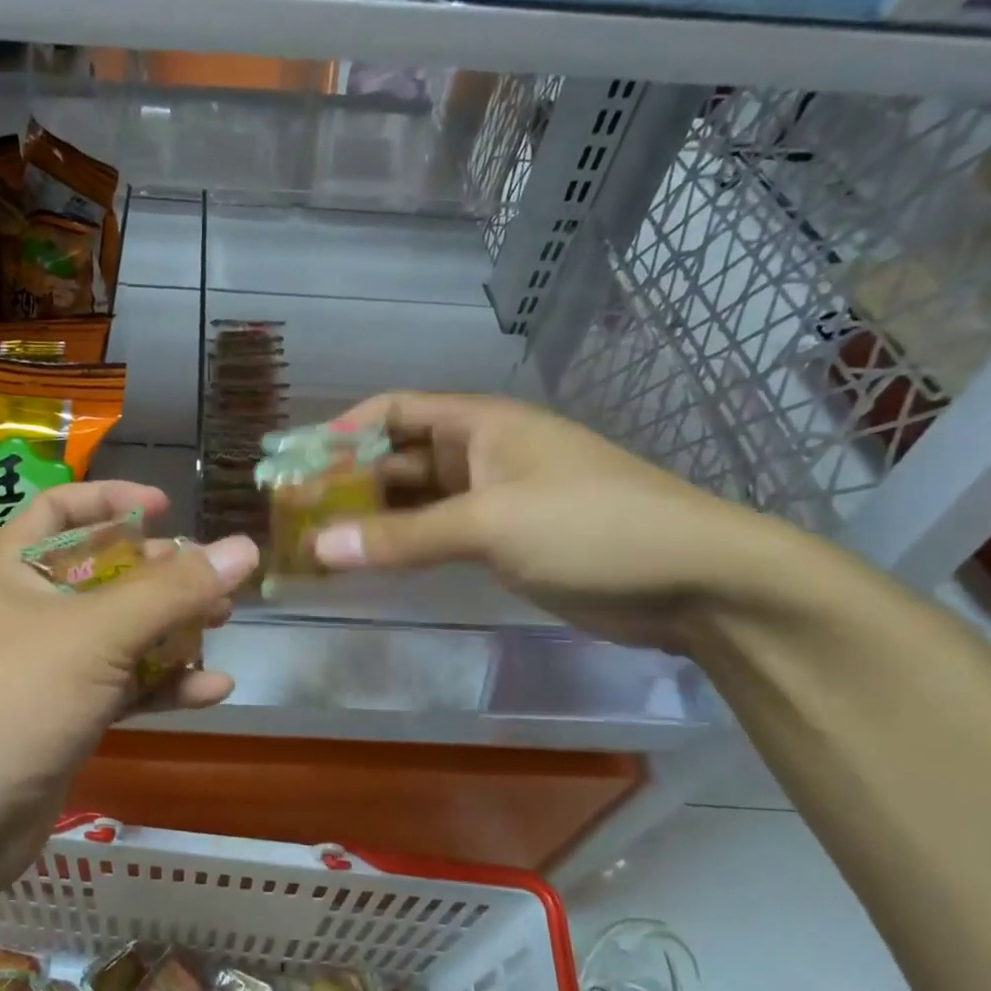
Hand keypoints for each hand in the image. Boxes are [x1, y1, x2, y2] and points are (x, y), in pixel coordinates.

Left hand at [0, 482, 259, 905]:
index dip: (112, 500)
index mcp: (12, 570)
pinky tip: (213, 689)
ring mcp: (47, 666)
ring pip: (120, 632)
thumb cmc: (14, 702)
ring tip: (224, 623)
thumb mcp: (97, 635)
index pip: (60, 509)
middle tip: (213, 579)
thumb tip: (244, 548)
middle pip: (103, 571)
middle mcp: (27, 610)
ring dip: (172, 628)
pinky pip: (122, 685)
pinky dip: (163, 684)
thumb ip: (173, 591)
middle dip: (161, 574)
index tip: (167, 509)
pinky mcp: (65, 716)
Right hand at [312, 393, 791, 650]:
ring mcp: (495, 498)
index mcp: (480, 424)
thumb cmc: (591, 526)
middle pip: (399, 457)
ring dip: (372, 518)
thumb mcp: (490, 524)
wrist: (695, 580)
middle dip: (349, 481)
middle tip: (296, 513)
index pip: (396, 410)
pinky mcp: (507, 541)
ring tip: (320, 542)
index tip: (295, 461)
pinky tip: (371, 564)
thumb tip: (319, 548)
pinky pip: (439, 535)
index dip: (343, 429)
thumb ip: (403, 538)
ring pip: (417, 501)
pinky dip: (404, 546)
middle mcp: (482, 453)